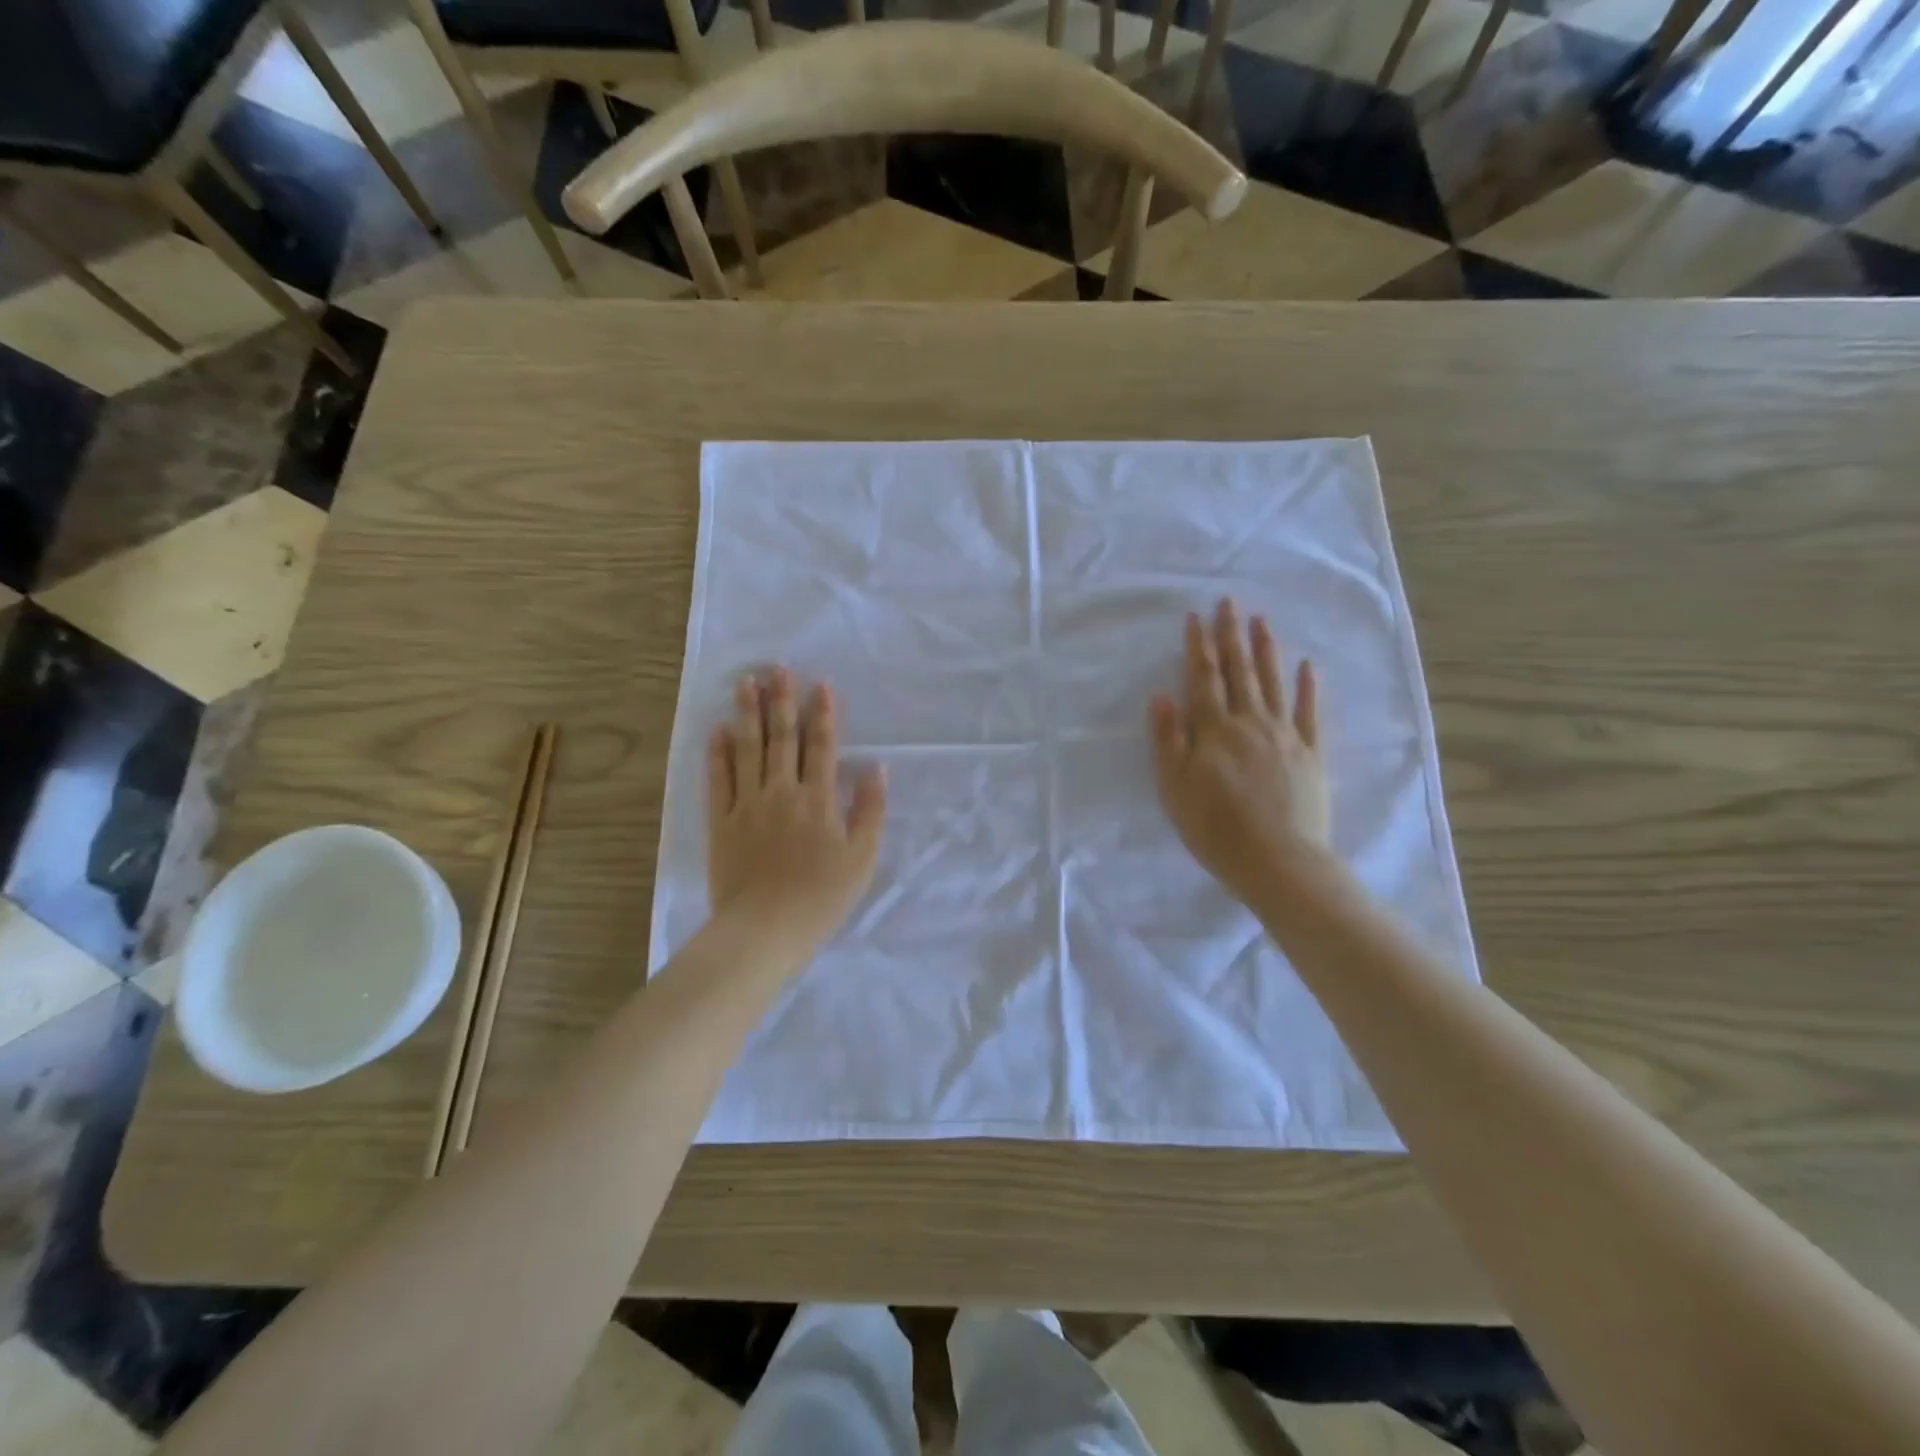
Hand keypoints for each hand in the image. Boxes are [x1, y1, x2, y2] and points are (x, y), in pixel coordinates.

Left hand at [709, 668, 886, 964]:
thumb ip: (870, 811)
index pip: (822, 746)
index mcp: (818, 799)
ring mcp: (748, 805)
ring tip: (745, 683)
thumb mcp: (862, 859)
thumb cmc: (821, 898)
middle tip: (776, 667)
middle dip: (781, 700)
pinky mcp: (722, 822)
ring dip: (748, 714)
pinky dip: (718, 754)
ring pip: (748, 750)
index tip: (820, 684)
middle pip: (782, 738)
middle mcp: (782, 792)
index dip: (823, 713)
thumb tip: (876, 769)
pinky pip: (719, 780)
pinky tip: (717, 730)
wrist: (764, 930)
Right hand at [1150, 599, 1330, 908]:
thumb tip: (1162, 695)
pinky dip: (1307, 688)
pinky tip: (1307, 666)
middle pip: (1239, 671)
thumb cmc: (1215, 829)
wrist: (1278, 861)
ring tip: (1261, 620)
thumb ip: (1168, 739)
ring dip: (1266, 649)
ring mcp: (1284, 736)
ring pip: (1273, 683)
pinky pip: (1309, 713)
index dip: (1198, 646)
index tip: (1195, 616)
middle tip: (1230, 602)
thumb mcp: (1175, 788)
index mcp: (1214, 730)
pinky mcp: (1310, 754)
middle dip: (1231, 635)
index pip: (1203, 678)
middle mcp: (1250, 722)